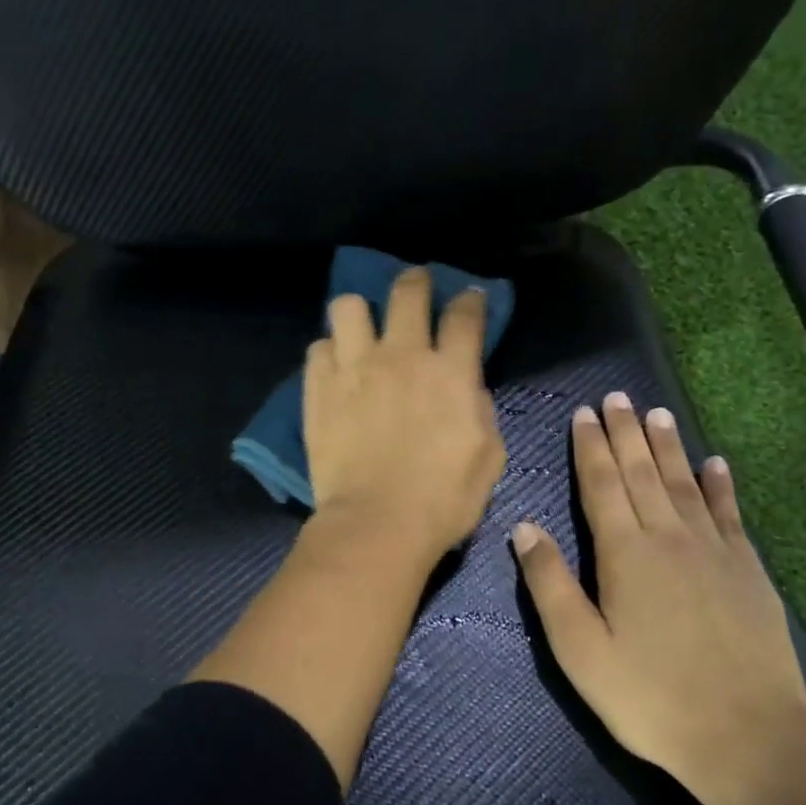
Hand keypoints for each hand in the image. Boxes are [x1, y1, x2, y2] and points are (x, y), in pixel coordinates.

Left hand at [303, 267, 506, 562]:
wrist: (377, 523)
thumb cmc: (443, 500)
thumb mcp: (487, 456)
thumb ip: (480, 409)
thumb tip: (467, 386)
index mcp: (451, 371)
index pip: (464, 315)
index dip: (469, 300)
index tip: (468, 297)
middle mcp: (402, 356)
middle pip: (407, 292)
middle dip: (415, 281)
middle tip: (415, 285)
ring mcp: (354, 367)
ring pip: (348, 306)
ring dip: (359, 311)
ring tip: (361, 327)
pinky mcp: (319, 388)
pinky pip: (318, 348)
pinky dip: (328, 352)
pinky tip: (335, 367)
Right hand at [510, 394, 805, 799]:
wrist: (750, 740)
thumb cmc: (649, 697)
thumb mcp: (580, 649)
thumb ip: (549, 583)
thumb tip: (523, 527)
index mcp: (624, 553)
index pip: (601, 485)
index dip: (590, 447)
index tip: (584, 413)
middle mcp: (669, 538)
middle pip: (642, 473)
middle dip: (625, 433)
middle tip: (617, 398)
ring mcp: (714, 552)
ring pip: (684, 484)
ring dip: (668, 447)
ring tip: (657, 414)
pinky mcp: (749, 572)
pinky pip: (729, 514)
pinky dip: (720, 485)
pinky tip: (716, 463)